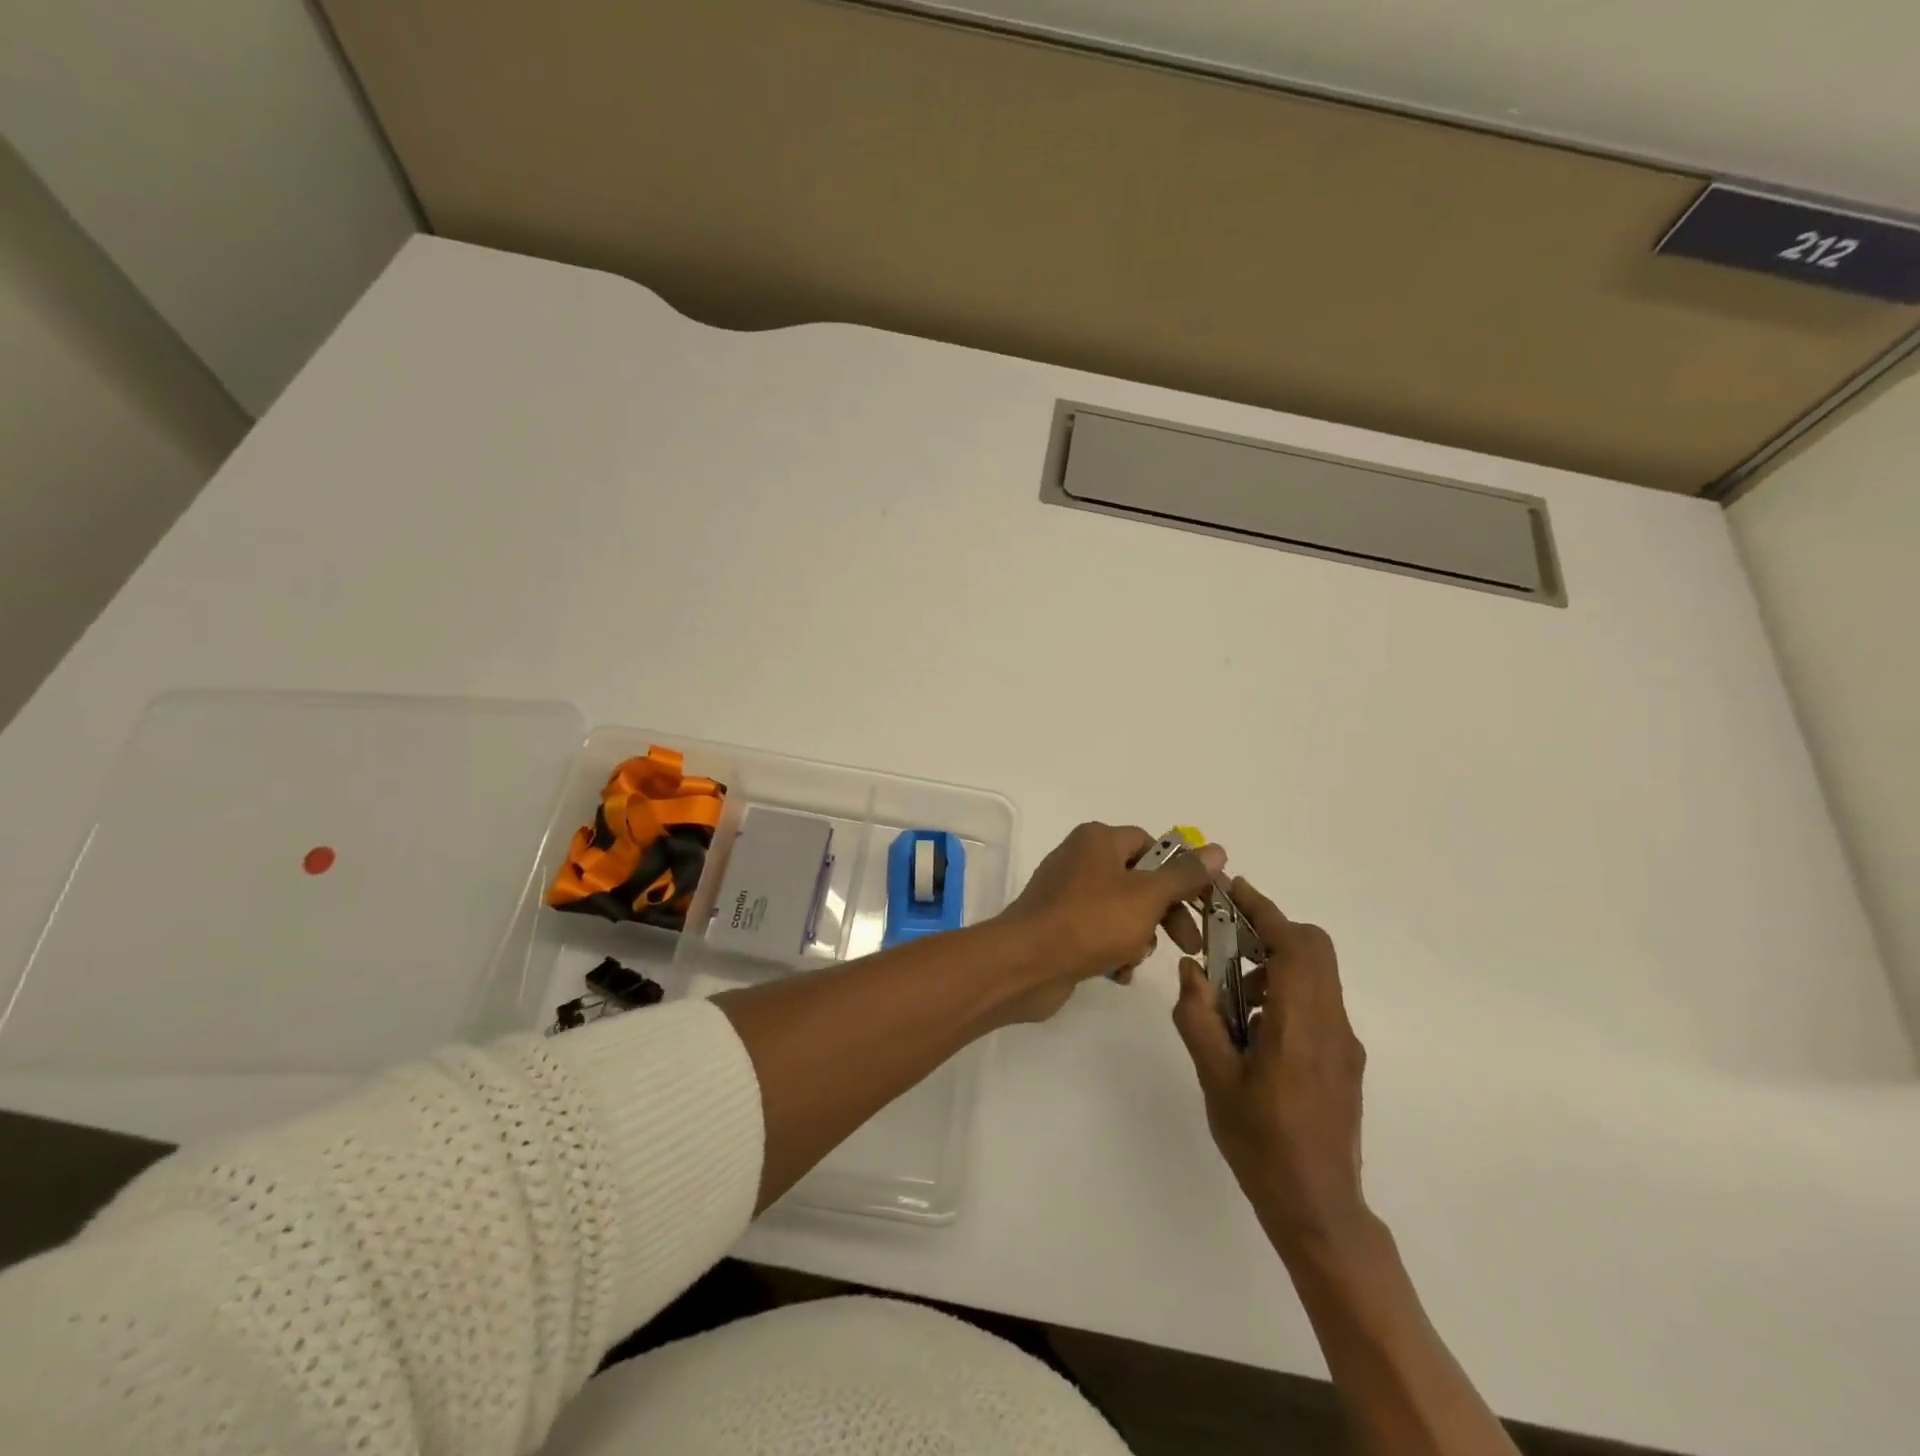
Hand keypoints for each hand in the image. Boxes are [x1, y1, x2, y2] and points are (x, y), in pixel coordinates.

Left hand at [994, 823, 1225, 1023]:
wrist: (1026, 964)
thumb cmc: (1090, 921)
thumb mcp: (1147, 895)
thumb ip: (1184, 876)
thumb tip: (1217, 849)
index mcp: (1098, 840)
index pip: (1153, 845)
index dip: (1182, 872)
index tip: (1205, 904)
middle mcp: (1081, 859)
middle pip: (1140, 881)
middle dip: (1165, 914)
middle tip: (1189, 944)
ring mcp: (1067, 894)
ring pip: (1122, 912)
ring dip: (1138, 938)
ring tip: (1134, 958)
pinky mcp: (1060, 927)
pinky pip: (1099, 934)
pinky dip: (1113, 953)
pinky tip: (1116, 973)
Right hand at [1173, 878, 1370, 1261]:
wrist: (1319, 1209)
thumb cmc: (1260, 1143)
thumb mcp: (1214, 1078)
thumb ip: (1199, 1017)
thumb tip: (1192, 969)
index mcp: (1301, 1024)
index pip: (1295, 945)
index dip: (1265, 910)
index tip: (1233, 890)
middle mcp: (1332, 1025)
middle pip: (1314, 950)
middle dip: (1270, 930)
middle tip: (1225, 937)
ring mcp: (1344, 1044)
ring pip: (1316, 975)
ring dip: (1275, 964)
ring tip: (1230, 995)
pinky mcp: (1344, 1061)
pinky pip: (1316, 1003)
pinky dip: (1285, 991)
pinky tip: (1252, 1028)